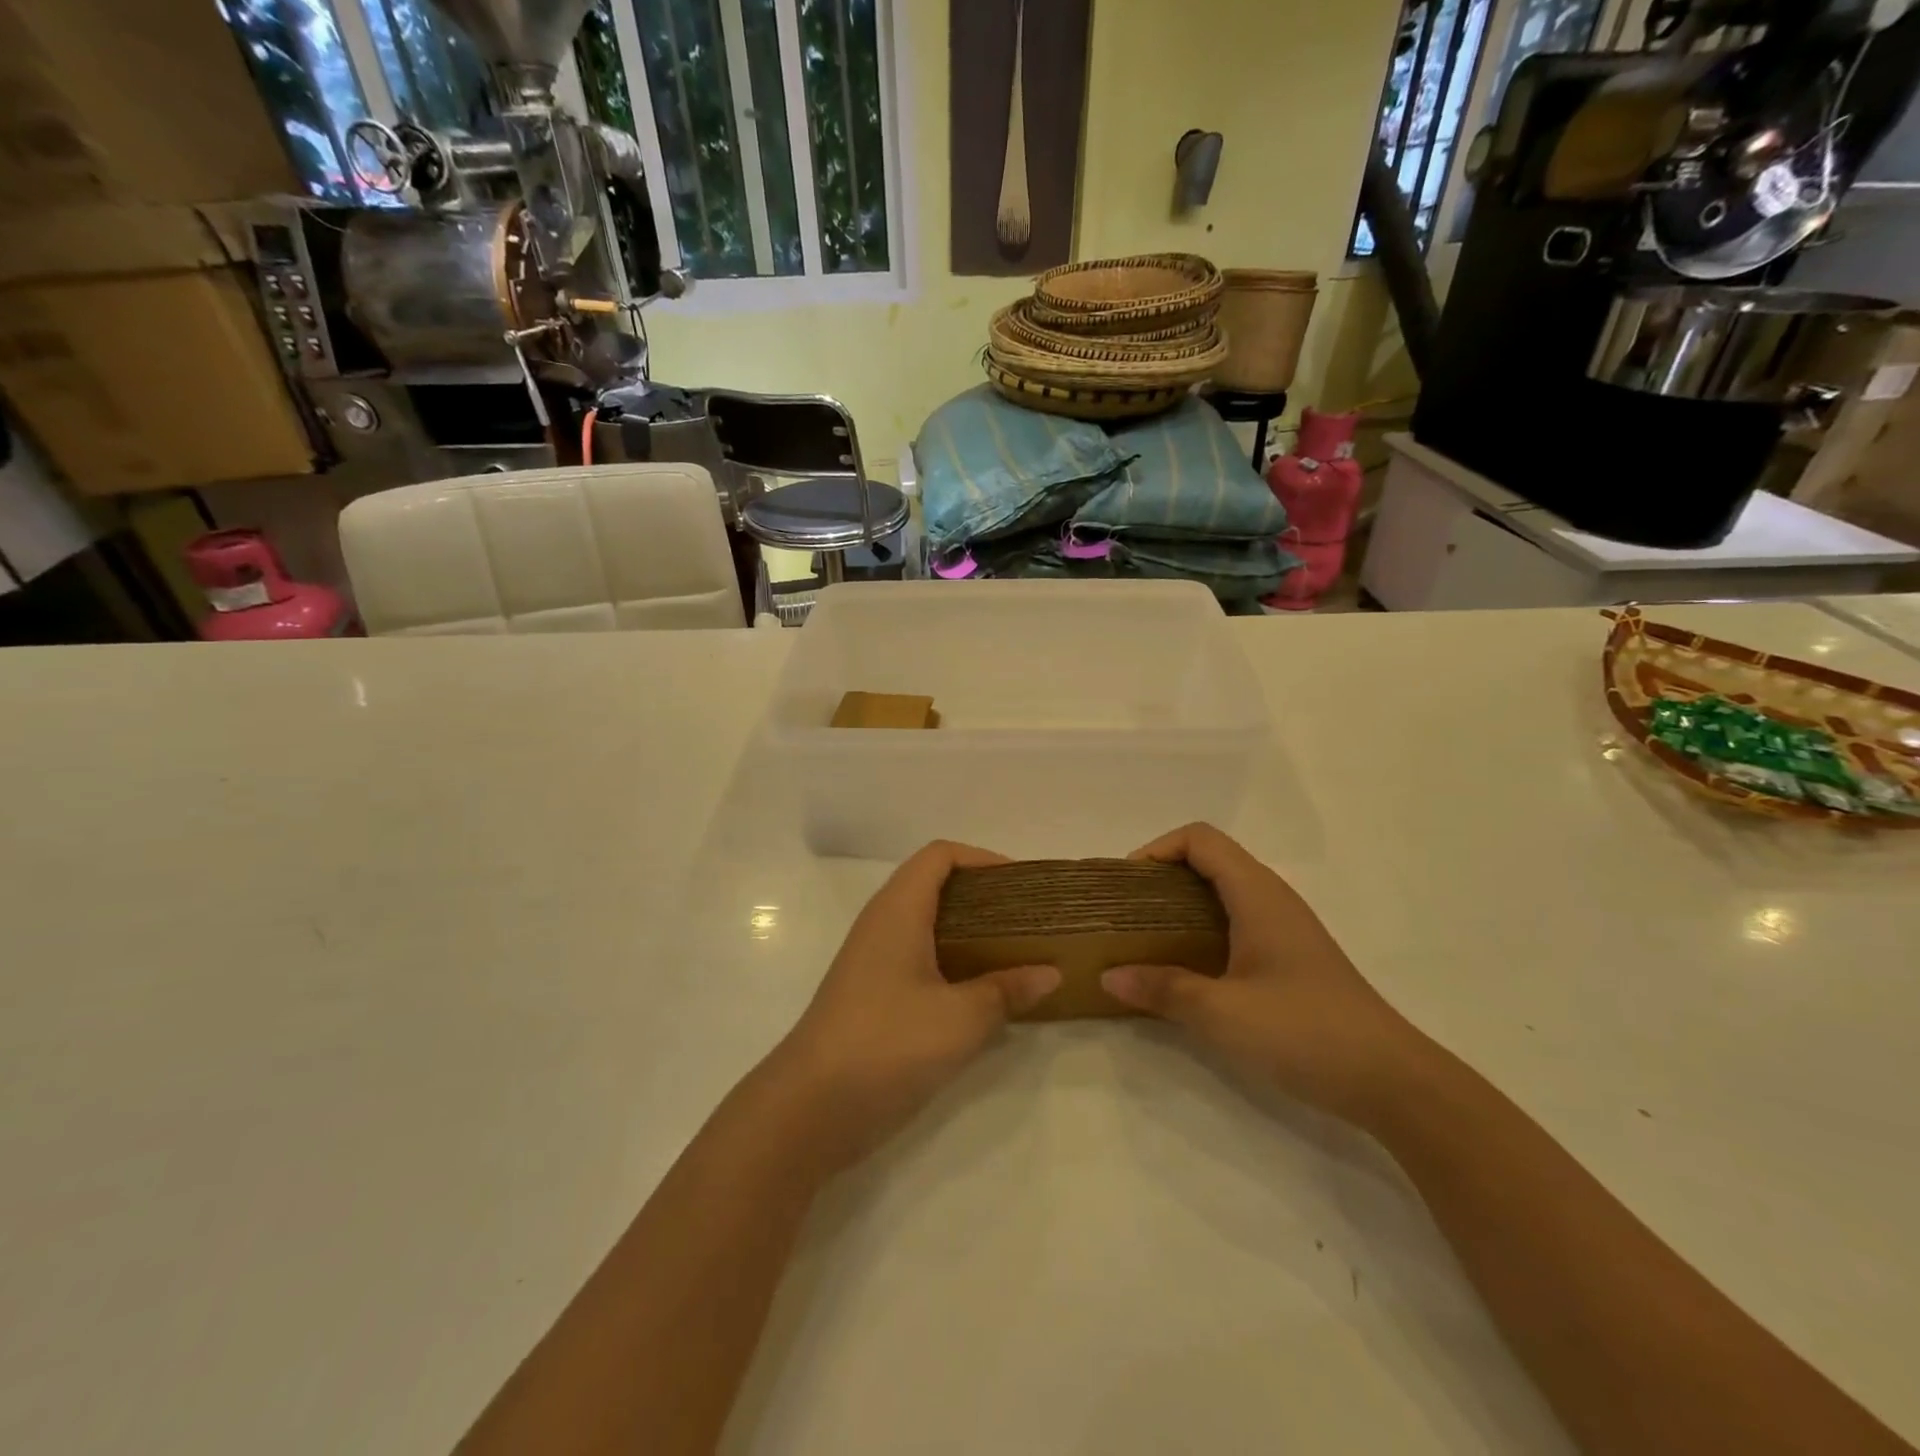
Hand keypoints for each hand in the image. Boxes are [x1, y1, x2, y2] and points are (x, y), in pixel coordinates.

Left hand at [767, 841, 1059, 1170]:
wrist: (809, 1109)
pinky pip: (920, 959)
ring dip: (970, 932)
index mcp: (898, 910)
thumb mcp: (960, 1019)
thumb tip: (1050, 973)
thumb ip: (1006, 991)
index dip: (982, 858)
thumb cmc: (887, 1045)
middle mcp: (883, 924)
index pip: (939, 855)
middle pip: (935, 886)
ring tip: (1015, 952)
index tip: (1022, 884)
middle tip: (1027, 919)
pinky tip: (982, 992)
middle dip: (983, 896)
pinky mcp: (872, 995)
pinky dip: (953, 962)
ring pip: (928, 925)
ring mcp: (873, 961)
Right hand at [1101, 823, 1425, 1123]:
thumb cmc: (1305, 1032)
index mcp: (1257, 894)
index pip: (1200, 839)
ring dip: (1181, 905)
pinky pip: (1237, 922)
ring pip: (1224, 893)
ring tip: (1147, 939)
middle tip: (1127, 913)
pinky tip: (1188, 969)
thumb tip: (1108, 977)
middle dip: (1162, 877)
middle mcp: (1272, 899)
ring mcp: (1285, 929)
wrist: (1391, 1081)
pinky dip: (1203, 929)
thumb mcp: (1223, 1013)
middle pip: (1210, 861)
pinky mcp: (1291, 958)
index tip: (1127, 884)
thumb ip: (1162, 990)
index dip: (1158, 848)